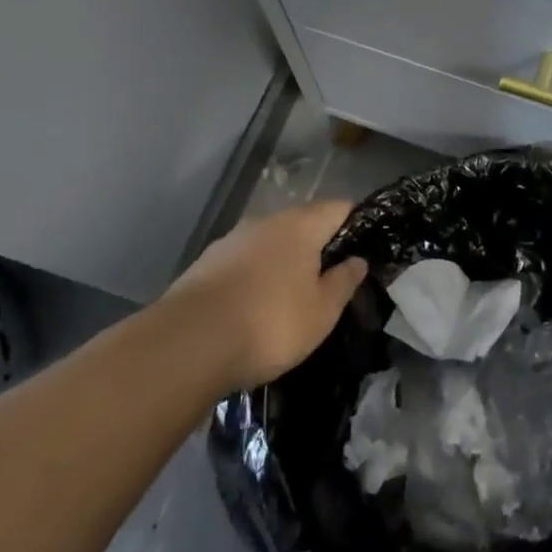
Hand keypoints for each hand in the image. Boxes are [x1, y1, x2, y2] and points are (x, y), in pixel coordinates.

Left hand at [159, 200, 368, 391]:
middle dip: (317, 248)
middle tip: (327, 282)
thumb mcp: (321, 312)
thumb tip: (357, 260)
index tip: (363, 250)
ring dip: (282, 263)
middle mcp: (267, 221)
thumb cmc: (269, 323)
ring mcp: (232, 239)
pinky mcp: (206, 263)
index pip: (339, 207)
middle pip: (303, 224)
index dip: (355, 224)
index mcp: (301, 225)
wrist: (187, 344)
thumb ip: (343, 282)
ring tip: (288, 300)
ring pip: (270, 243)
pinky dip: (254, 278)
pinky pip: (243, 262)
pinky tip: (252, 309)